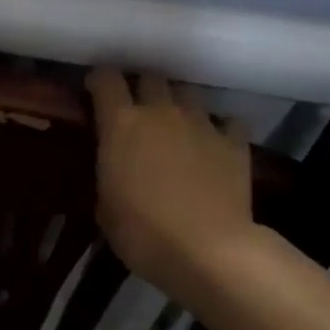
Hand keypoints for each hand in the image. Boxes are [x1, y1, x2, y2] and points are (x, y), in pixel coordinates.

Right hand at [87, 68, 253, 294]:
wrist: (207, 251)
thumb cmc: (143, 234)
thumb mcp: (105, 207)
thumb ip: (108, 174)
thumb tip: (115, 168)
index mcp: (122, 123)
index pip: (106, 79)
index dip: (100, 81)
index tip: (95, 91)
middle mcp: (162, 112)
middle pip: (151, 78)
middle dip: (142, 88)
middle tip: (138, 111)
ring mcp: (201, 123)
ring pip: (188, 93)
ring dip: (179, 104)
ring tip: (177, 126)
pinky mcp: (234, 142)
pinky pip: (228, 122)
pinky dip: (221, 129)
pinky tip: (216, 144)